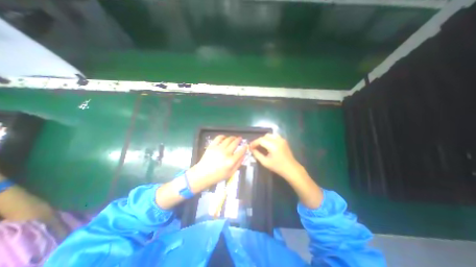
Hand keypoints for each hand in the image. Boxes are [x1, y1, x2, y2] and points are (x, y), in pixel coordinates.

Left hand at [186, 136, 244, 191]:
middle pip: (235, 143)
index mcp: (231, 161)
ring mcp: (218, 148)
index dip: (245, 147)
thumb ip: (238, 164)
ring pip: (228, 139)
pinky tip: (225, 137)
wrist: (202, 174)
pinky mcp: (212, 146)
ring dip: (232, 137)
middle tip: (240, 139)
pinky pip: (219, 138)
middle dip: (239, 140)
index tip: (246, 145)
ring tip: (234, 138)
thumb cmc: (217, 176)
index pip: (241, 151)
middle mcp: (226, 153)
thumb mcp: (231, 173)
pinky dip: (223, 136)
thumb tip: (243, 155)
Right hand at [249, 134, 322, 207]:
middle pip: (264, 136)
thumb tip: (251, 149)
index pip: (261, 140)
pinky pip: (274, 136)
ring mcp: (282, 139)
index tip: (250, 147)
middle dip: (258, 141)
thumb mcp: (265, 162)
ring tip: (261, 145)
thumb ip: (257, 154)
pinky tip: (268, 144)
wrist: (291, 169)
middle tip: (255, 147)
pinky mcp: (284, 140)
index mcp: (273, 146)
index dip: (254, 143)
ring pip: (269, 135)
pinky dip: (269, 138)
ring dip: (264, 139)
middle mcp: (278, 140)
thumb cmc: (278, 167)